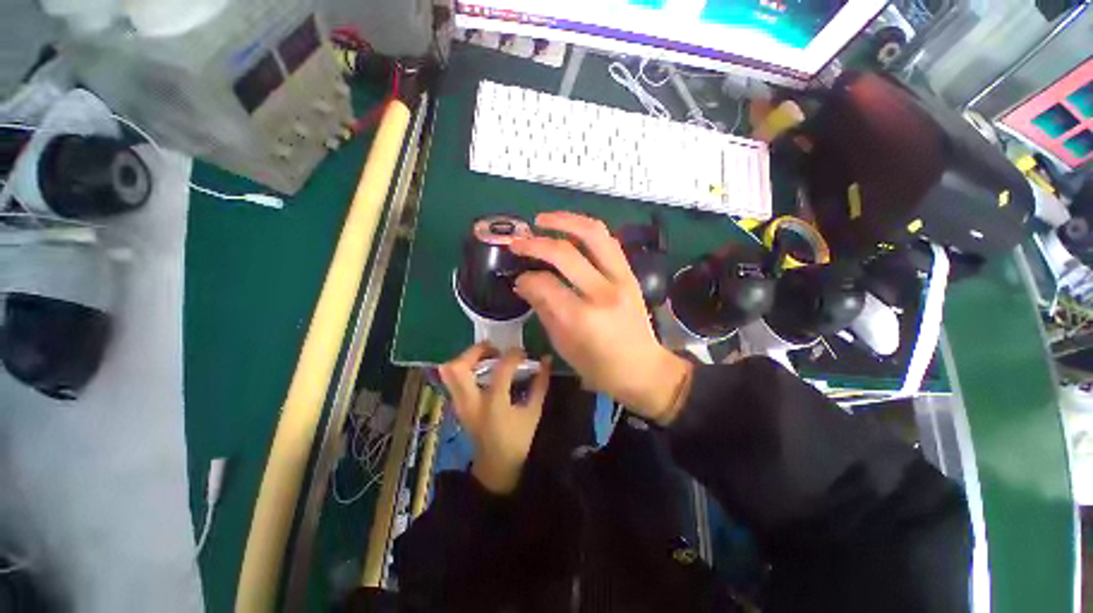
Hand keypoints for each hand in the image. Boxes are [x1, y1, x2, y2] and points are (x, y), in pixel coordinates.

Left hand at [438, 343, 550, 494]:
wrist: (495, 466)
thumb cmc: (517, 440)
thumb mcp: (533, 412)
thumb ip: (540, 384)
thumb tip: (546, 359)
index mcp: (494, 404)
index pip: (500, 369)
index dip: (513, 355)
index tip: (522, 353)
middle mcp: (471, 402)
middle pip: (458, 367)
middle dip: (475, 351)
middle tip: (494, 349)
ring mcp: (459, 404)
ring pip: (449, 372)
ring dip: (467, 358)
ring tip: (486, 357)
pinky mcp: (456, 405)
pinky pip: (452, 379)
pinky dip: (464, 367)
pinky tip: (482, 370)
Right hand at [510, 211, 691, 425]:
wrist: (643, 368)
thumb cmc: (599, 366)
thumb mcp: (563, 345)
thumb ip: (543, 309)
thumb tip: (524, 283)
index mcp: (583, 318)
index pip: (545, 284)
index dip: (526, 278)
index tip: (518, 278)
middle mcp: (603, 292)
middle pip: (565, 253)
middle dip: (535, 243)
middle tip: (518, 242)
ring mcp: (621, 279)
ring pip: (593, 234)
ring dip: (565, 220)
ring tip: (542, 219)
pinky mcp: (630, 274)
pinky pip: (608, 241)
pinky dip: (586, 230)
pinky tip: (570, 230)